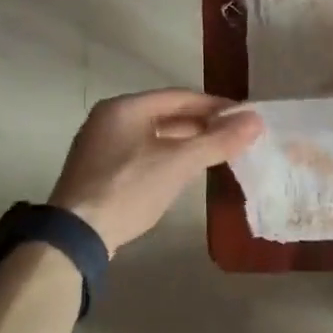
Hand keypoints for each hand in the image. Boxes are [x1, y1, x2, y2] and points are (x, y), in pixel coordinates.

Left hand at [49, 90, 261, 253]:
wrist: (76, 235)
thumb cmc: (129, 188)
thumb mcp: (179, 163)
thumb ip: (218, 141)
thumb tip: (256, 121)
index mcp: (126, 108)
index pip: (180, 97)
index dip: (215, 105)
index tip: (243, 116)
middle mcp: (110, 119)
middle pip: (166, 114)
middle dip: (203, 124)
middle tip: (235, 135)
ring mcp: (102, 145)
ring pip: (155, 135)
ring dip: (187, 141)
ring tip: (219, 151)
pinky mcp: (101, 170)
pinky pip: (143, 153)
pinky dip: (168, 156)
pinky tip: (187, 170)